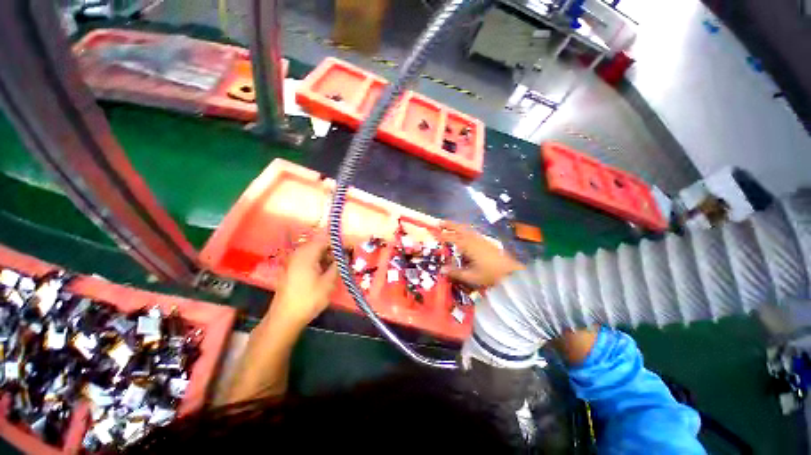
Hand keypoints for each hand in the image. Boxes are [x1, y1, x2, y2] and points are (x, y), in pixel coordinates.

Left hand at [270, 236, 337, 329]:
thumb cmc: (309, 299)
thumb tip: (345, 255)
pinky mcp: (291, 269)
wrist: (285, 318)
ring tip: (337, 266)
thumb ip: (338, 265)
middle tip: (345, 259)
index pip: (325, 240)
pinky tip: (325, 271)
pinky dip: (318, 262)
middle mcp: (298, 254)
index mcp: (306, 254)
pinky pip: (308, 259)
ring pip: (313, 252)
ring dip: (326, 256)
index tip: (350, 249)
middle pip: (319, 245)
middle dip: (333, 250)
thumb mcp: (328, 282)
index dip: (339, 243)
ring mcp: (293, 262)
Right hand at [440, 221, 523, 287]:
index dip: (441, 235)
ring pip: (466, 229)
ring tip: (449, 226)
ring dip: (457, 226)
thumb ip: (456, 273)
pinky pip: (472, 232)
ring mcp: (481, 239)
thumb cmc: (490, 275)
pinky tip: (464, 235)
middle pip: (459, 228)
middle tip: (439, 223)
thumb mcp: (471, 276)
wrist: (511, 273)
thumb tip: (442, 269)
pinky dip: (464, 230)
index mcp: (468, 246)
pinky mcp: (486, 241)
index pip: (451, 238)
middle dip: (449, 224)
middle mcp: (474, 239)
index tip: (433, 232)